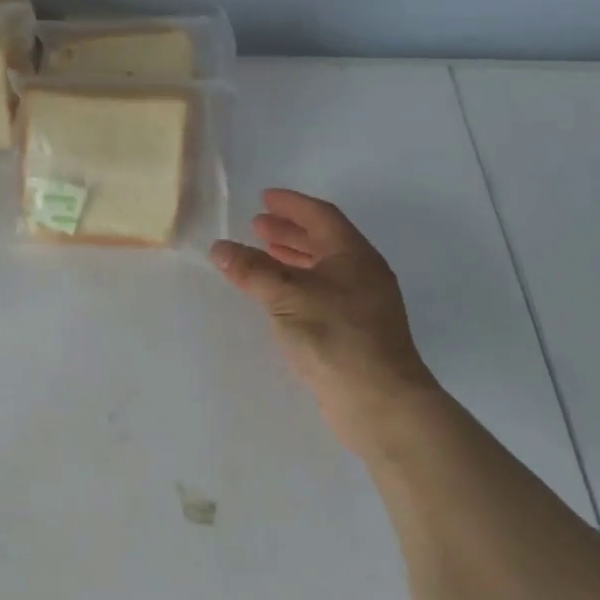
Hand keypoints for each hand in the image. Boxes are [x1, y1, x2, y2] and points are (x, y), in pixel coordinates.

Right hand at [212, 190, 439, 446]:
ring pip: (322, 268)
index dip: (292, 205)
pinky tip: (277, 296)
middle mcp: (362, 273)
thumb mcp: (287, 297)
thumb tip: (220, 247)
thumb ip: (252, 270)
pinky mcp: (355, 331)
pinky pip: (321, 293)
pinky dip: (297, 284)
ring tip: (262, 254)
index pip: (321, 216)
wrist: (379, 401)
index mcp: (353, 255)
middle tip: (257, 225)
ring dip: (292, 257)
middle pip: (323, 240)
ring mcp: (362, 304)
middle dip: (289, 231)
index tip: (264, 198)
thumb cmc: (335, 337)